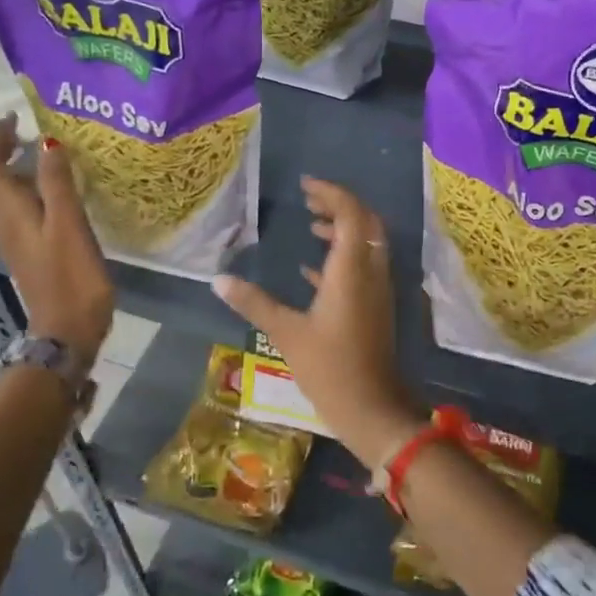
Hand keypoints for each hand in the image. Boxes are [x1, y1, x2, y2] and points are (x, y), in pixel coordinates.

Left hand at [0, 117, 112, 370]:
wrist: (67, 331)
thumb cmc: (71, 277)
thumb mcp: (68, 225)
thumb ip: (57, 183)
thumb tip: (46, 141)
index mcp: (8, 212)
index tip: (13, 117)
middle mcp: (3, 222)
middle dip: (1, 151)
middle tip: (27, 131)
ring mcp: (15, 239)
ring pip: (2, 195)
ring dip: (13, 170)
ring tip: (42, 153)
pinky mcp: (29, 251)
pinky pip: (18, 209)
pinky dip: (27, 190)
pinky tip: (53, 190)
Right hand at [212, 176, 421, 468]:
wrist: (372, 409)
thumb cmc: (329, 368)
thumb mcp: (286, 333)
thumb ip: (254, 303)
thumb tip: (218, 280)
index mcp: (351, 269)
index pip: (351, 213)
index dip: (331, 193)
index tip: (305, 186)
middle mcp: (371, 272)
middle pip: (365, 223)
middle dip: (339, 206)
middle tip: (308, 200)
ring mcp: (378, 290)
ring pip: (366, 244)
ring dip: (343, 229)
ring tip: (311, 225)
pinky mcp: (376, 307)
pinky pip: (363, 268)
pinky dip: (342, 258)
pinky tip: (312, 269)